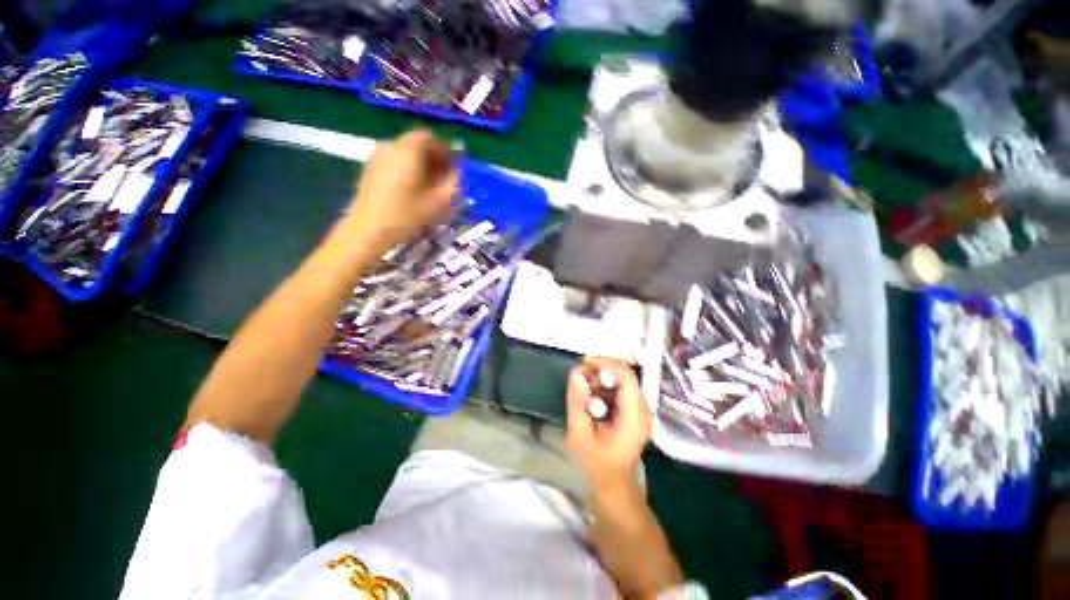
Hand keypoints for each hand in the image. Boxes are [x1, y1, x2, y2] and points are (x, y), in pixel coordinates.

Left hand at [343, 130, 458, 254]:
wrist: (368, 230)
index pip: (429, 137)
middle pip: (417, 143)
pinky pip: (394, 160)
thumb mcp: (438, 203)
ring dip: (420, 164)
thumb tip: (457, 171)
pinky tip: (411, 189)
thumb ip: (452, 183)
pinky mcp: (370, 167)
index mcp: (408, 152)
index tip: (453, 167)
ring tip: (429, 187)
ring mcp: (377, 156)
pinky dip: (407, 168)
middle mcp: (390, 146)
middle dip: (433, 158)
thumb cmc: (406, 217)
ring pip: (405, 152)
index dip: (444, 150)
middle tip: (443, 179)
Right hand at [566, 358, 651, 487]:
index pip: (626, 376)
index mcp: (634, 416)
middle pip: (625, 374)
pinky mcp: (636, 409)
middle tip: (580, 375)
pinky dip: (605, 385)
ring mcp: (641, 408)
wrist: (613, 481)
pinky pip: (621, 387)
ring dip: (602, 377)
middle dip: (601, 369)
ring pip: (623, 378)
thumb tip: (576, 372)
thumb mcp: (579, 433)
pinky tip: (592, 395)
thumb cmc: (595, 461)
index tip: (584, 363)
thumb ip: (577, 402)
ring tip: (584, 387)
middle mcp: (643, 408)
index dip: (606, 363)